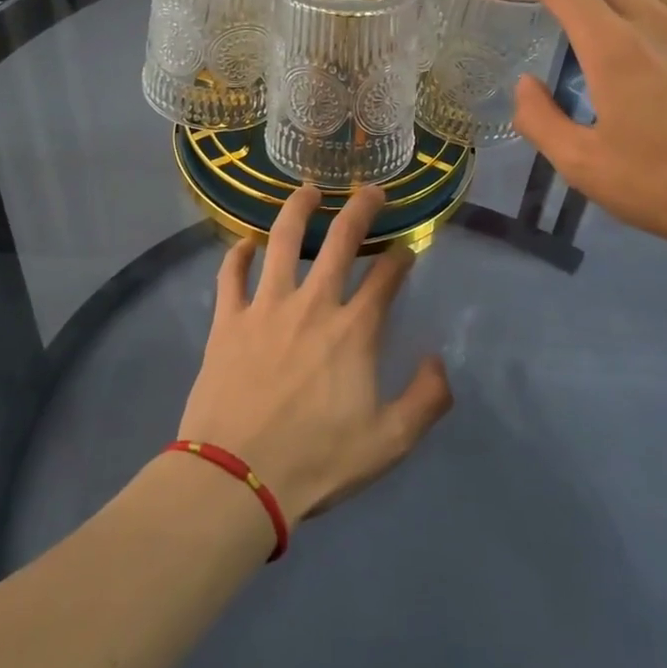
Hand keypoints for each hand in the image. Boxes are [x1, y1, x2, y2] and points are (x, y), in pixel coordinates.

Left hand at [176, 184, 452, 527]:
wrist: (236, 478)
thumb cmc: (316, 462)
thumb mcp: (389, 443)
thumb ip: (426, 399)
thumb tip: (437, 360)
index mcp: (354, 330)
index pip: (386, 276)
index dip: (401, 256)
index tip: (407, 246)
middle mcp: (313, 304)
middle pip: (340, 241)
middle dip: (360, 209)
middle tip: (370, 190)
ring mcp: (266, 307)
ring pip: (282, 241)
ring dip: (297, 209)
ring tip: (307, 190)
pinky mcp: (228, 320)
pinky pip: (231, 274)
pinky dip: (237, 254)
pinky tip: (244, 243)